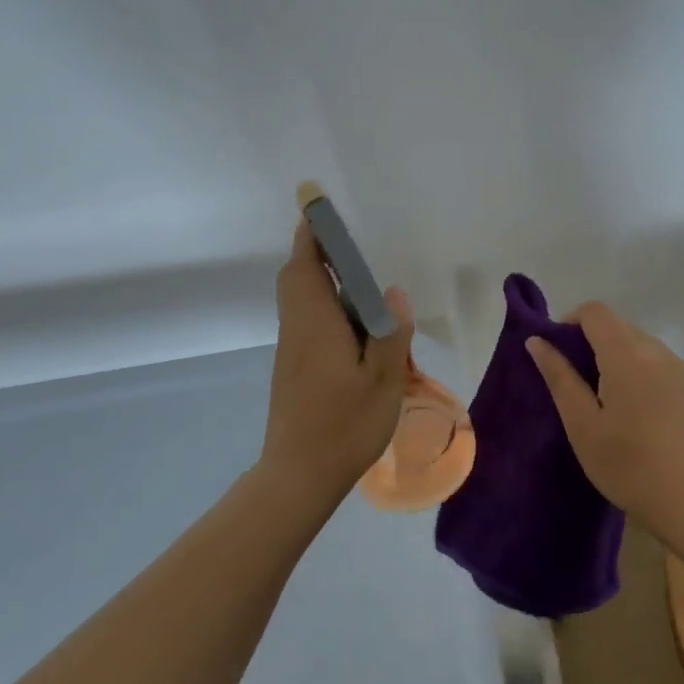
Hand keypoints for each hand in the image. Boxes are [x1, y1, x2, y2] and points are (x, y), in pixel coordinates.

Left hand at [259, 218, 414, 503]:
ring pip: (301, 302)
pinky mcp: (294, 369)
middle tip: (351, 249)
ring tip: (363, 289)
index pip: (305, 265)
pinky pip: (307, 323)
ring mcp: (292, 351)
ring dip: (324, 284)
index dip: (311, 234)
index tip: (318, 209)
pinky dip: (326, 310)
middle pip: (297, 279)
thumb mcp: (382, 380)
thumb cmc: (344, 425)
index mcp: (315, 324)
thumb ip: (390, 332)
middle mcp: (297, 329)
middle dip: (317, 254)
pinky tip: (356, 331)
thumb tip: (392, 292)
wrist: (299, 475)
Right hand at [525, 301, 683, 536]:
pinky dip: (636, 368)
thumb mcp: (582, 425)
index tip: (557, 353)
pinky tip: (632, 408)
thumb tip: (537, 341)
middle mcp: (657, 351)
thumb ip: (559, 377)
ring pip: (638, 342)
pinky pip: (656, 360)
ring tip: (602, 398)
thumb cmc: (628, 466)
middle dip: (590, 340)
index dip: (570, 322)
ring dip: (614, 354)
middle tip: (574, 382)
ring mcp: (679, 368)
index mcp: (627, 356)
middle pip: (617, 325)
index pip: (595, 312)